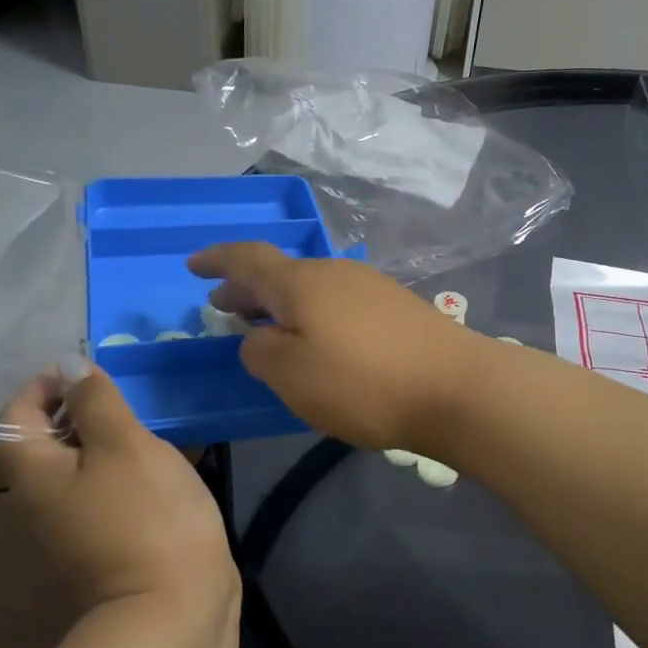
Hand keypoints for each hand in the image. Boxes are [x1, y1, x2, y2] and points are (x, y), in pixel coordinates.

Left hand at [0, 366, 236, 616]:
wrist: (174, 609)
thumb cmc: (145, 515)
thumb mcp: (122, 444)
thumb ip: (94, 401)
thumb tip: (70, 364)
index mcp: (35, 471)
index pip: (17, 412)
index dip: (47, 383)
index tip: (90, 372)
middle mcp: (45, 498)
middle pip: (50, 437)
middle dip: (86, 407)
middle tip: (131, 395)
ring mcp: (79, 522)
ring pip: (86, 462)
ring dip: (115, 436)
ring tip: (155, 422)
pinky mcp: (113, 538)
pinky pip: (113, 487)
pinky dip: (133, 465)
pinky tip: (170, 460)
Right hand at [186, 243, 489, 451]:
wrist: (456, 388)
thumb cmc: (362, 383)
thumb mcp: (291, 376)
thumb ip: (260, 353)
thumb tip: (259, 338)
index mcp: (301, 282)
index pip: (247, 259)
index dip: (216, 260)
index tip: (192, 266)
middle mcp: (335, 273)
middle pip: (280, 274)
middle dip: (246, 289)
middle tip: (222, 307)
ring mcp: (370, 287)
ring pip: (310, 289)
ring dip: (281, 305)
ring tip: (264, 327)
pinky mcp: (396, 308)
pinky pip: (337, 303)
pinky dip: (312, 315)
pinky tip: (316, 341)